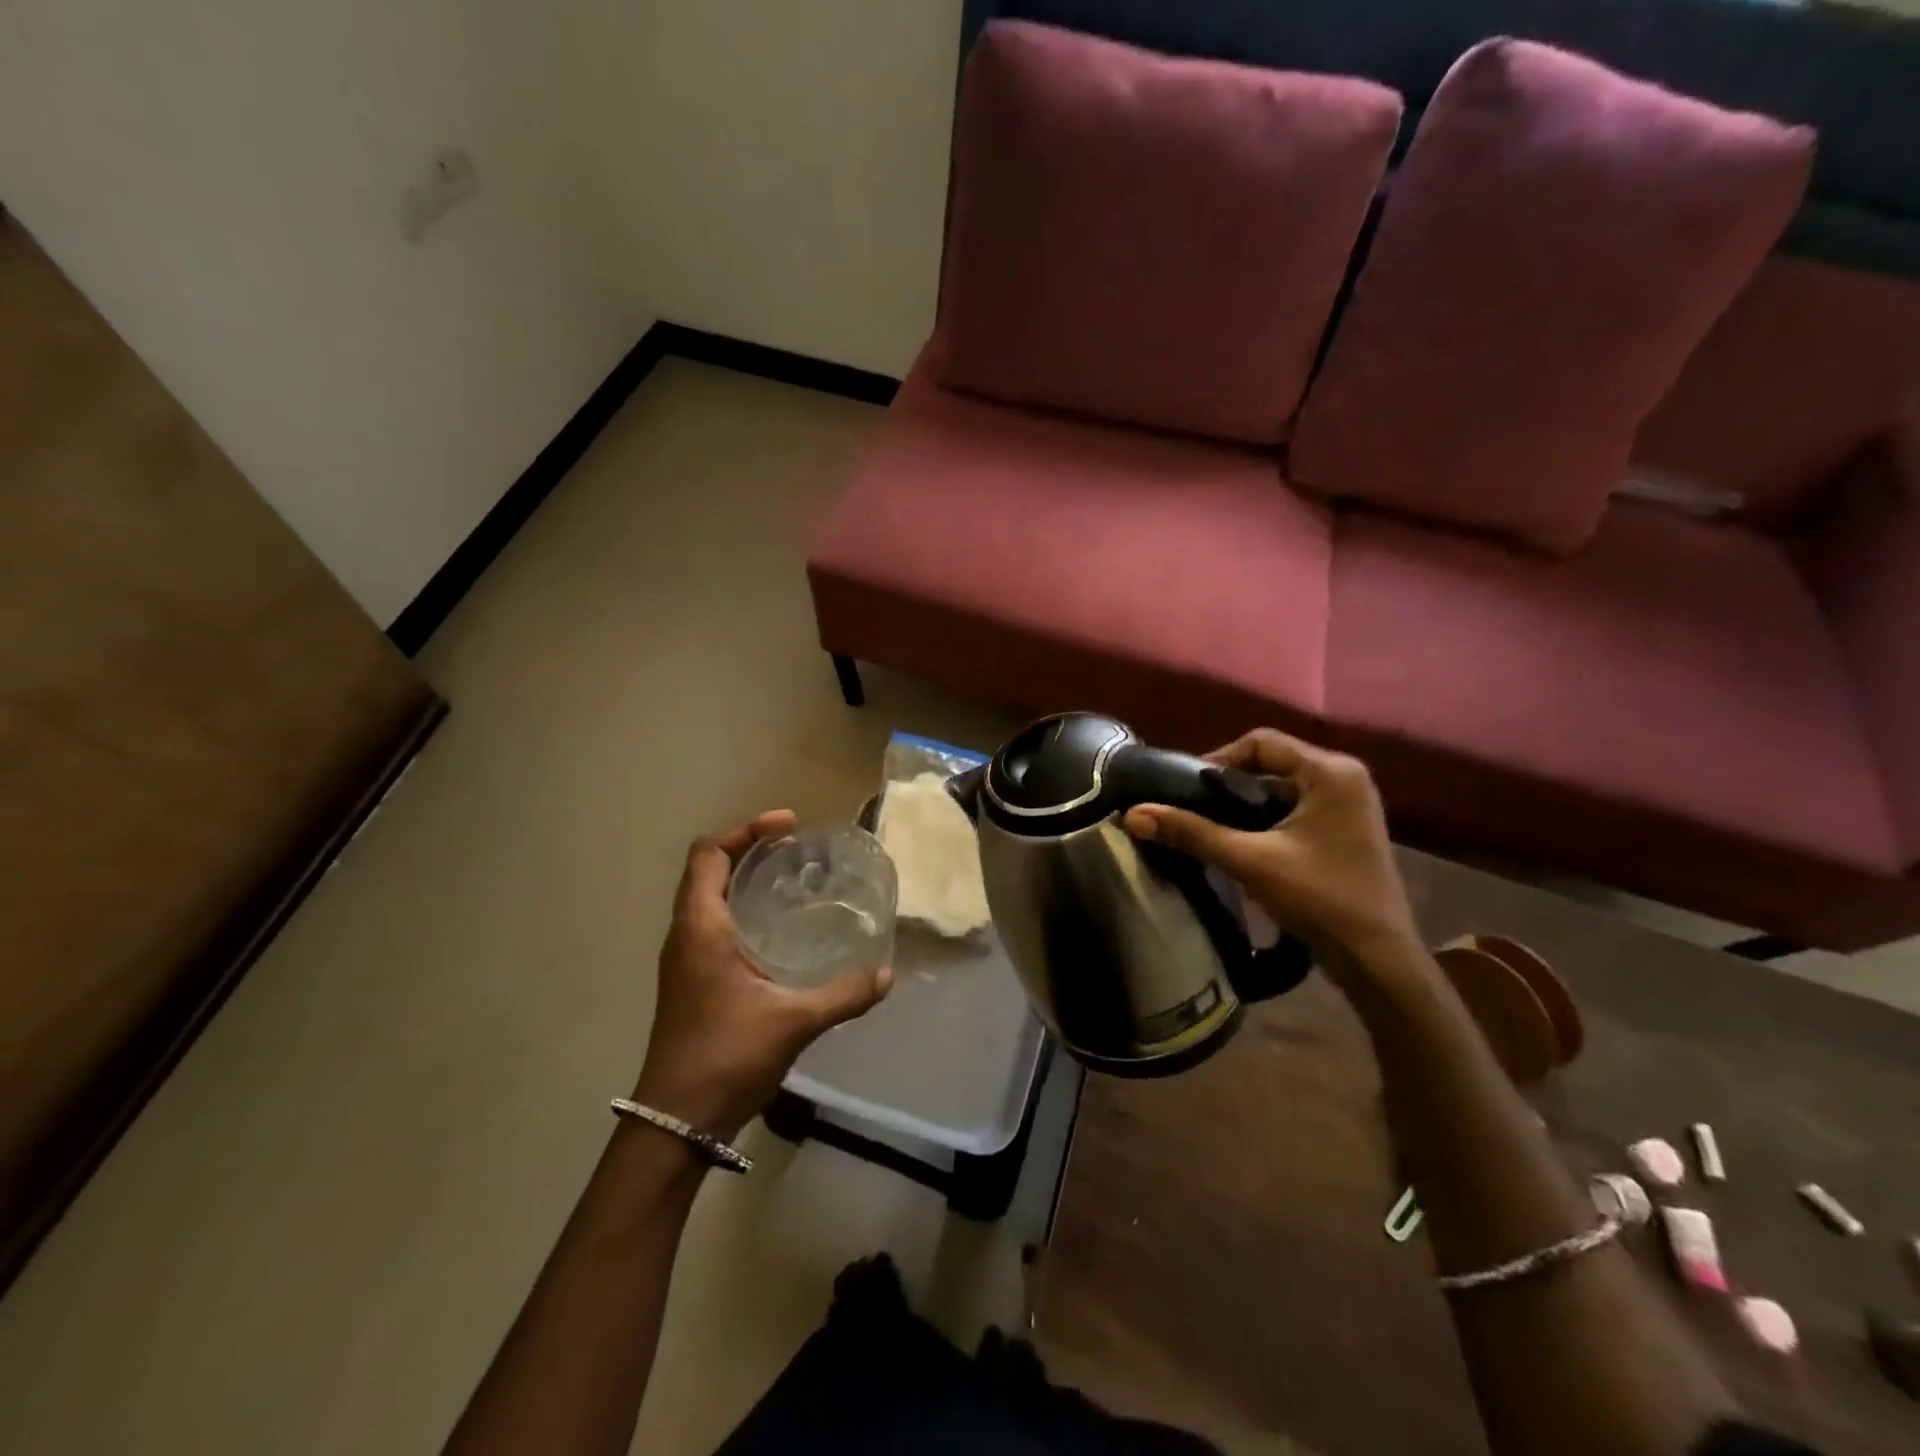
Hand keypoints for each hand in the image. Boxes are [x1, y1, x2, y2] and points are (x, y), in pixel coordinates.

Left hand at [634, 811, 892, 1140]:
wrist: (676, 1120)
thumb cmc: (726, 1056)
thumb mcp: (793, 1021)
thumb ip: (844, 994)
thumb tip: (887, 974)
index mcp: (700, 927)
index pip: (709, 853)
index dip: (745, 829)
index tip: (788, 825)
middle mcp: (686, 934)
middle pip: (708, 868)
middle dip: (749, 847)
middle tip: (797, 847)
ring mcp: (686, 958)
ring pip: (709, 896)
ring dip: (744, 877)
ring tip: (792, 877)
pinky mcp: (692, 979)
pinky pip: (714, 922)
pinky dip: (743, 906)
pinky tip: (779, 927)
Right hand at [1122, 729, 1419, 963]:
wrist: (1377, 959)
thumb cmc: (1321, 899)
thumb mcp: (1250, 861)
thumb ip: (1191, 833)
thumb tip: (1133, 815)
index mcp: (1331, 771)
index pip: (1260, 742)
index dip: (1217, 759)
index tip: (1185, 789)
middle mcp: (1344, 777)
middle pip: (1270, 763)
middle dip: (1228, 785)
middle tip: (1192, 809)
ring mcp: (1348, 804)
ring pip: (1279, 787)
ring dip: (1244, 804)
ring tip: (1209, 827)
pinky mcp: (1344, 828)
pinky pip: (1294, 807)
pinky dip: (1264, 818)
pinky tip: (1241, 843)